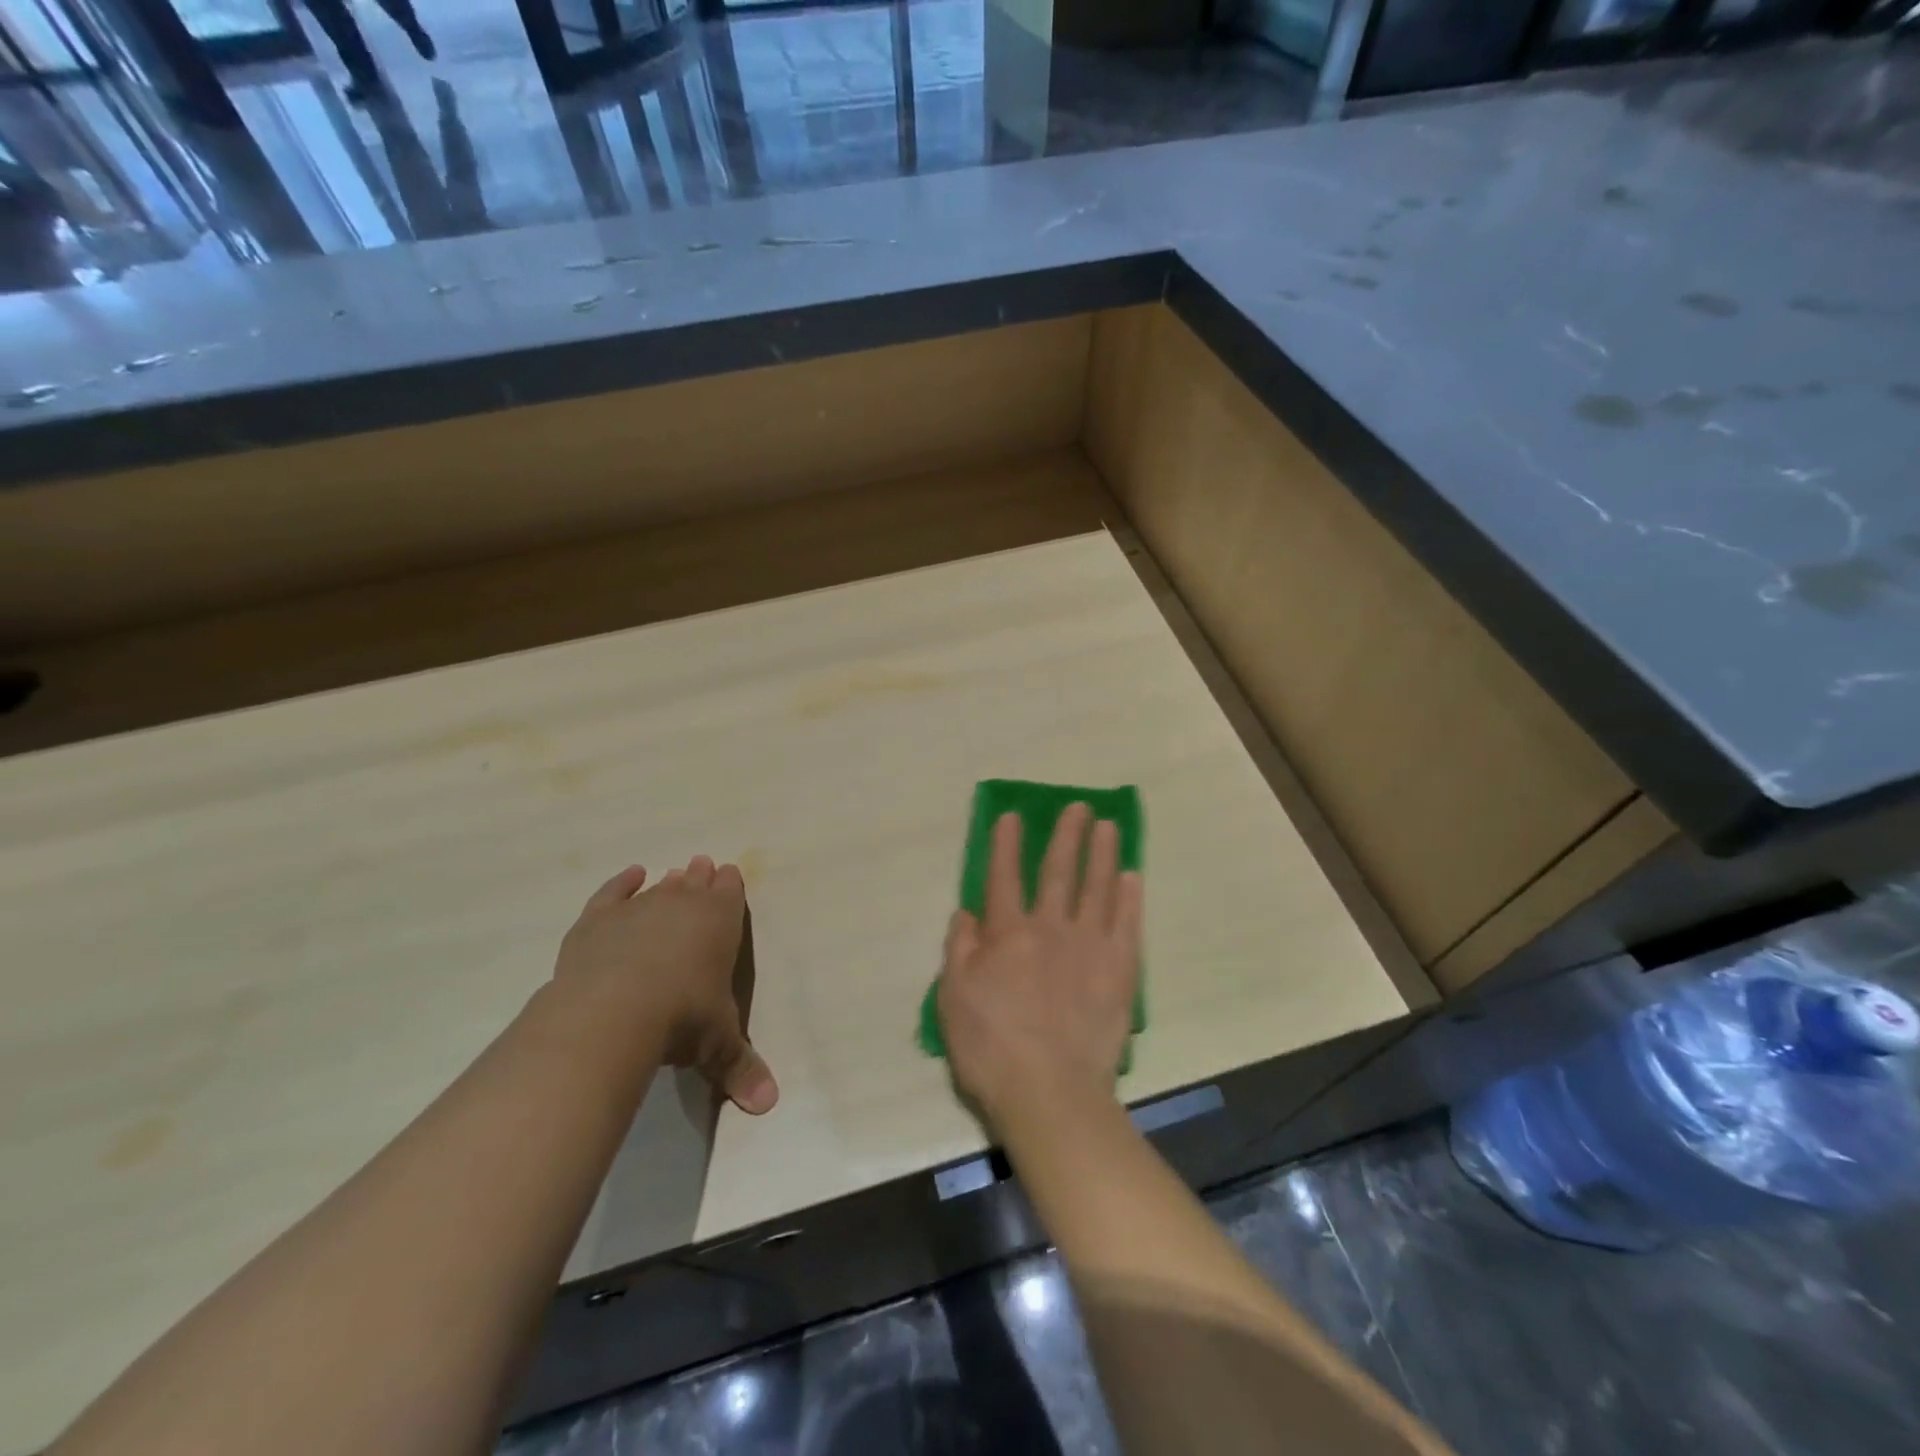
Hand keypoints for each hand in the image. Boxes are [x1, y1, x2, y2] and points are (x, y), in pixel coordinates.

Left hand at [554, 857, 777, 1114]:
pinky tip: (630, 876)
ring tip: (674, 874)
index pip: (730, 893)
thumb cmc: (681, 1019)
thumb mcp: (718, 1045)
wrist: (612, 1012)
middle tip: (703, 864)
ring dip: (669, 881)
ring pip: (659, 888)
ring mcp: (638, 908)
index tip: (730, 874)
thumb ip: (742, 1068)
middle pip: (695, 883)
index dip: (731, 885)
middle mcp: (682, 905)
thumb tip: (770, 1105)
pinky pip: (613, 893)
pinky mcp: (598, 920)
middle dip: (701, 876)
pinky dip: (621, 883)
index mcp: (720, 922)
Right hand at [937, 804, 1142, 1133]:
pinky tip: (1133, 876)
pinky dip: (1130, 897)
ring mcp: (1090, 946)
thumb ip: (959, 950)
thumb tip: (967, 913)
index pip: (1004, 877)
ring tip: (1109, 826)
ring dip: (1103, 853)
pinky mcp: (1120, 970)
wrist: (1050, 1092)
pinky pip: (1127, 923)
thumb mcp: (953, 999)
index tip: (1013, 815)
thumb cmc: (991, 1048)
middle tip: (1079, 807)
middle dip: (1067, 835)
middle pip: (1059, 871)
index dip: (1006, 844)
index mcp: (1007, 934)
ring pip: (1098, 887)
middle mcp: (1050, 928)